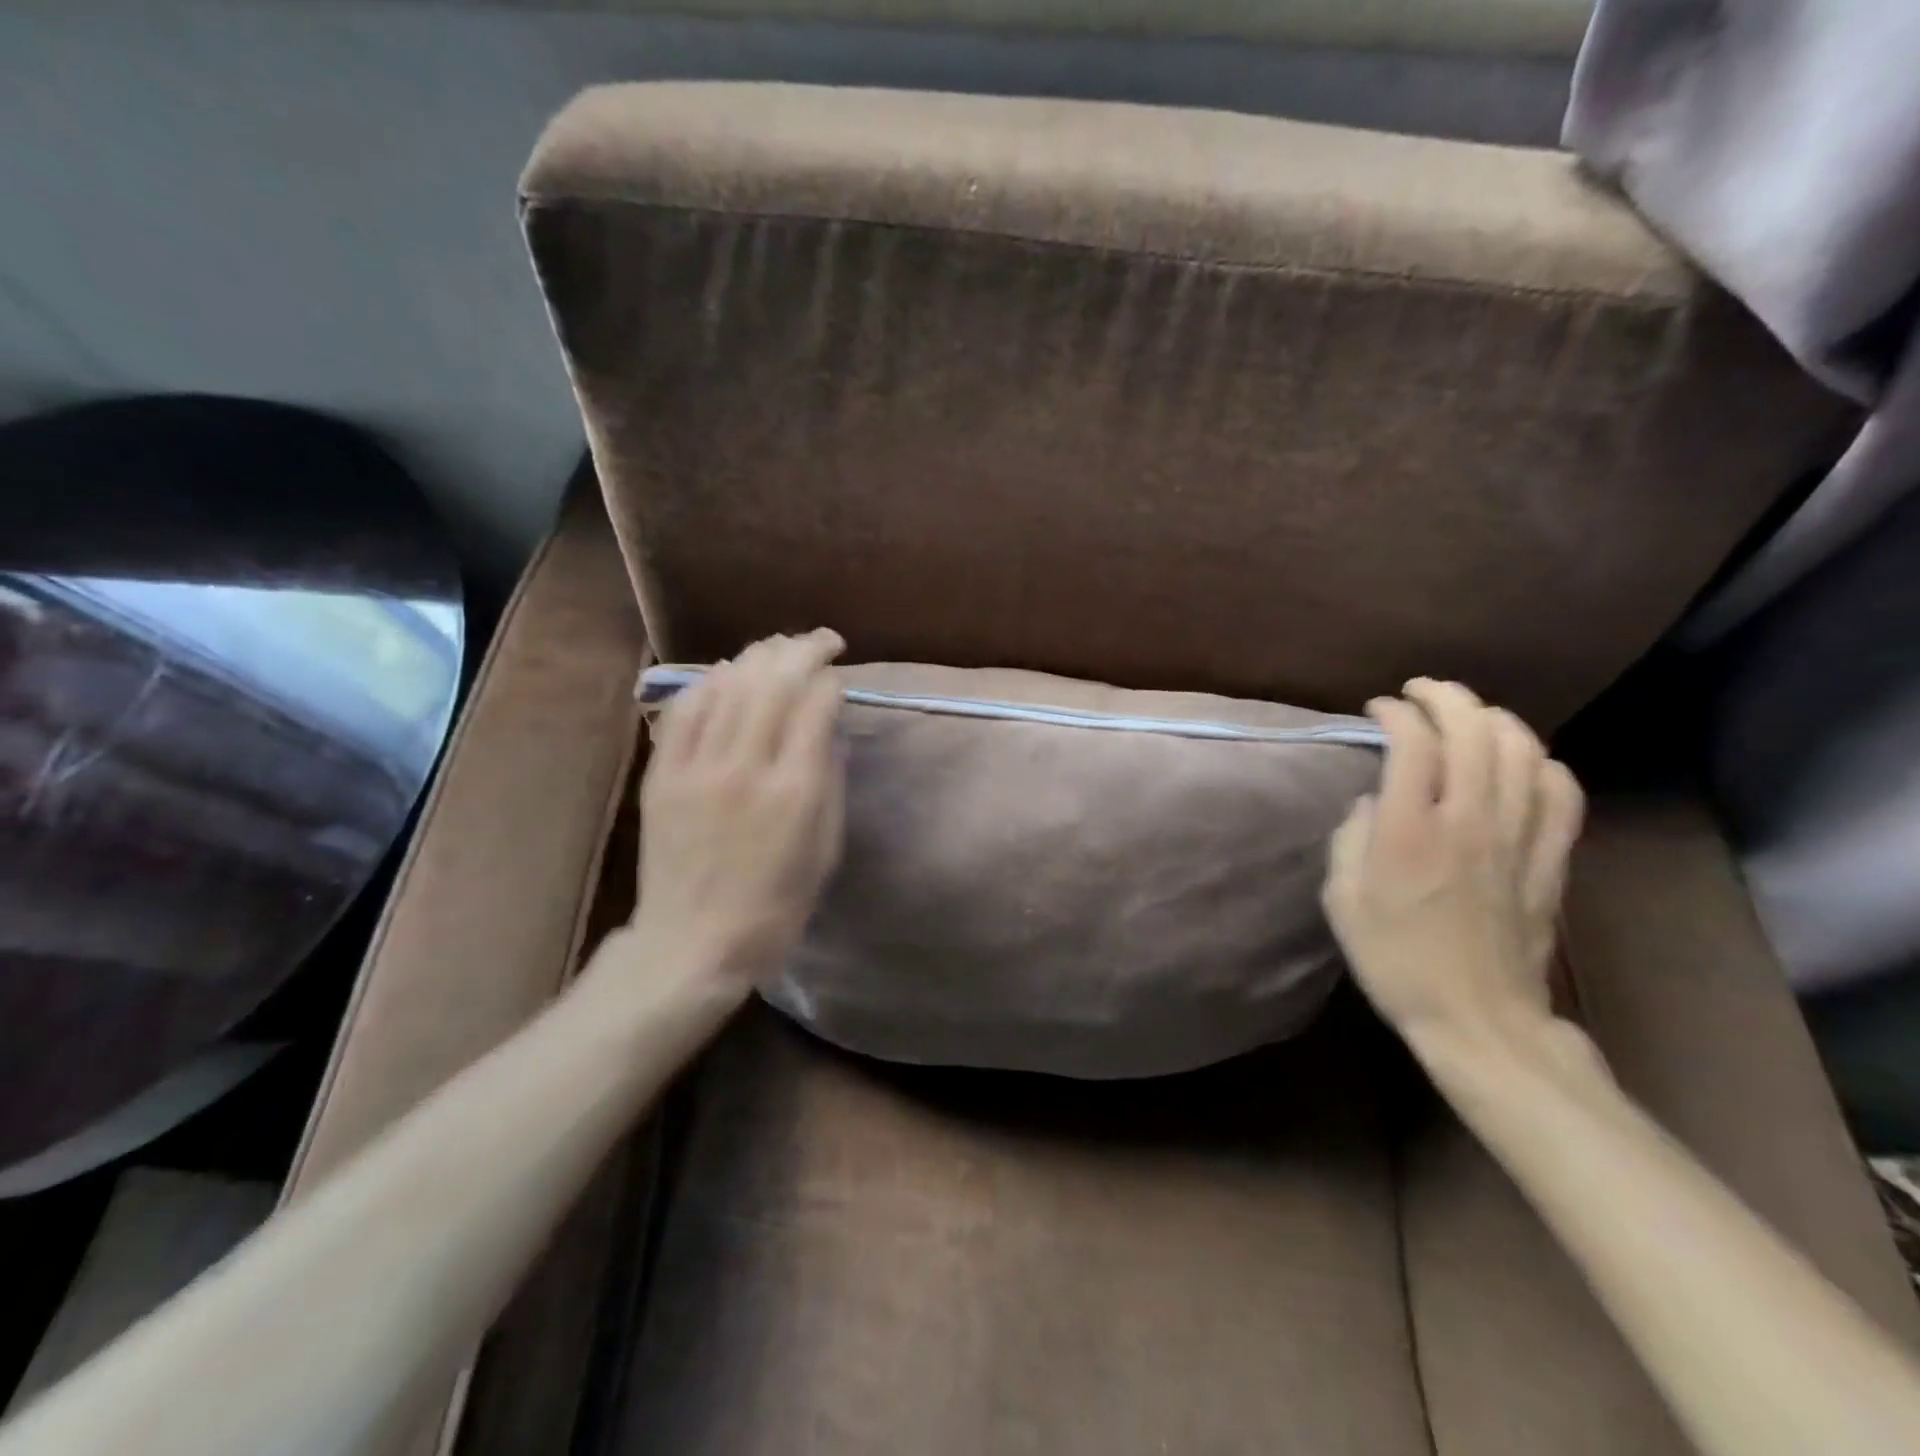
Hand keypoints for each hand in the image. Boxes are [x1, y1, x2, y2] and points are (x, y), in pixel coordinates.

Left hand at [627, 629, 846, 988]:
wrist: (694, 944)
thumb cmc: (776, 906)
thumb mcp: (826, 850)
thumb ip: (830, 782)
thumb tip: (829, 730)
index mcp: (795, 790)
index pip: (816, 704)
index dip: (832, 680)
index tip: (840, 677)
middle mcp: (746, 766)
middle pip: (774, 681)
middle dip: (802, 649)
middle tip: (821, 641)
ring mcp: (698, 767)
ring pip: (729, 684)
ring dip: (758, 656)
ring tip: (778, 647)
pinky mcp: (664, 774)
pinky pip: (686, 710)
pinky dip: (710, 682)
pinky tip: (726, 673)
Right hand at [1322, 679, 1585, 1049]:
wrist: (1476, 1019)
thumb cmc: (1394, 959)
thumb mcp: (1341, 899)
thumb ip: (1349, 838)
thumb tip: (1372, 801)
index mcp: (1409, 832)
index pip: (1413, 743)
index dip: (1395, 713)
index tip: (1377, 710)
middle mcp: (1468, 821)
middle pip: (1473, 731)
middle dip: (1445, 697)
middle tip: (1421, 692)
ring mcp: (1518, 838)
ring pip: (1523, 751)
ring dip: (1493, 719)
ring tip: (1468, 716)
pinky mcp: (1551, 860)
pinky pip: (1562, 793)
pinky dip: (1543, 763)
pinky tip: (1521, 761)